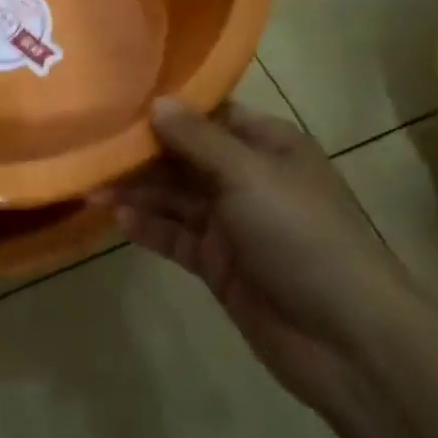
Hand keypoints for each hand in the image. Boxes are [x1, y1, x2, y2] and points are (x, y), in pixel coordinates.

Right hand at [99, 99, 415, 414]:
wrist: (347, 340)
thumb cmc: (302, 235)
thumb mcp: (248, 175)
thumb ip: (197, 139)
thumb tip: (156, 101)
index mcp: (266, 145)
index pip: (208, 114)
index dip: (167, 107)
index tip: (118, 98)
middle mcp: (246, 177)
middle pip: (184, 155)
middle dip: (142, 152)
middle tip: (91, 144)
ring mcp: (232, 223)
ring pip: (174, 196)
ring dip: (137, 190)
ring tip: (90, 184)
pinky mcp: (218, 264)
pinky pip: (175, 236)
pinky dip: (148, 226)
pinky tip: (116, 218)